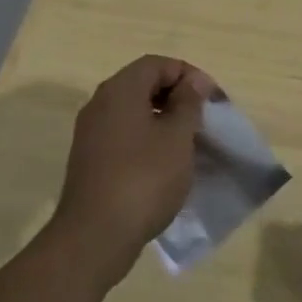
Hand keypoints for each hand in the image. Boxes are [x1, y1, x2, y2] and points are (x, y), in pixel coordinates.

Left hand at [51, 55, 217, 286]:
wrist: (94, 238)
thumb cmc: (143, 179)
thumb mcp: (177, 137)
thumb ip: (188, 103)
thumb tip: (193, 81)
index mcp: (120, 90)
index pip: (158, 64)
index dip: (189, 75)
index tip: (212, 100)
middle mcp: (100, 103)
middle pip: (143, 84)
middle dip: (177, 97)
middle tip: (203, 120)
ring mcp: (91, 133)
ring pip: (134, 112)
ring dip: (163, 120)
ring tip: (188, 144)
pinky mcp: (90, 160)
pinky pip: (124, 135)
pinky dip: (147, 140)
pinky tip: (165, 165)